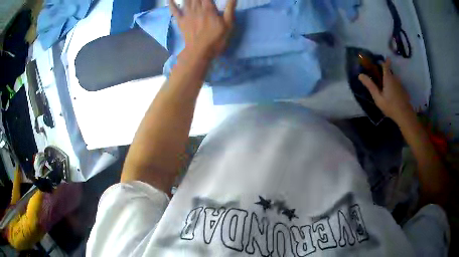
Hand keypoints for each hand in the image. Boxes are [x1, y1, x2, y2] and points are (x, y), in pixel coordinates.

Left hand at [169, 0, 236, 59]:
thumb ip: (230, 8)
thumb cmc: (216, 39)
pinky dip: (171, 3)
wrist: (199, 52)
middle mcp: (196, 8)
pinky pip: (174, 10)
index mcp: (208, 8)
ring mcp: (187, 14)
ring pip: (186, 0)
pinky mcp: (180, 21)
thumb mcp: (228, 24)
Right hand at [359, 58, 412, 122]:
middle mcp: (395, 78)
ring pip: (393, 79)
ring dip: (389, 80)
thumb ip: (370, 86)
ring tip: (384, 88)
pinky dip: (393, 86)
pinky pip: (397, 85)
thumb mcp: (378, 98)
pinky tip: (391, 95)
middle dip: (384, 73)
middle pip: (389, 72)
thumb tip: (360, 75)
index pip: (385, 65)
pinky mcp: (403, 91)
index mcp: (388, 78)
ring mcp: (400, 84)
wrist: (405, 115)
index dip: (382, 62)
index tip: (378, 61)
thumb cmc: (390, 106)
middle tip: (378, 78)